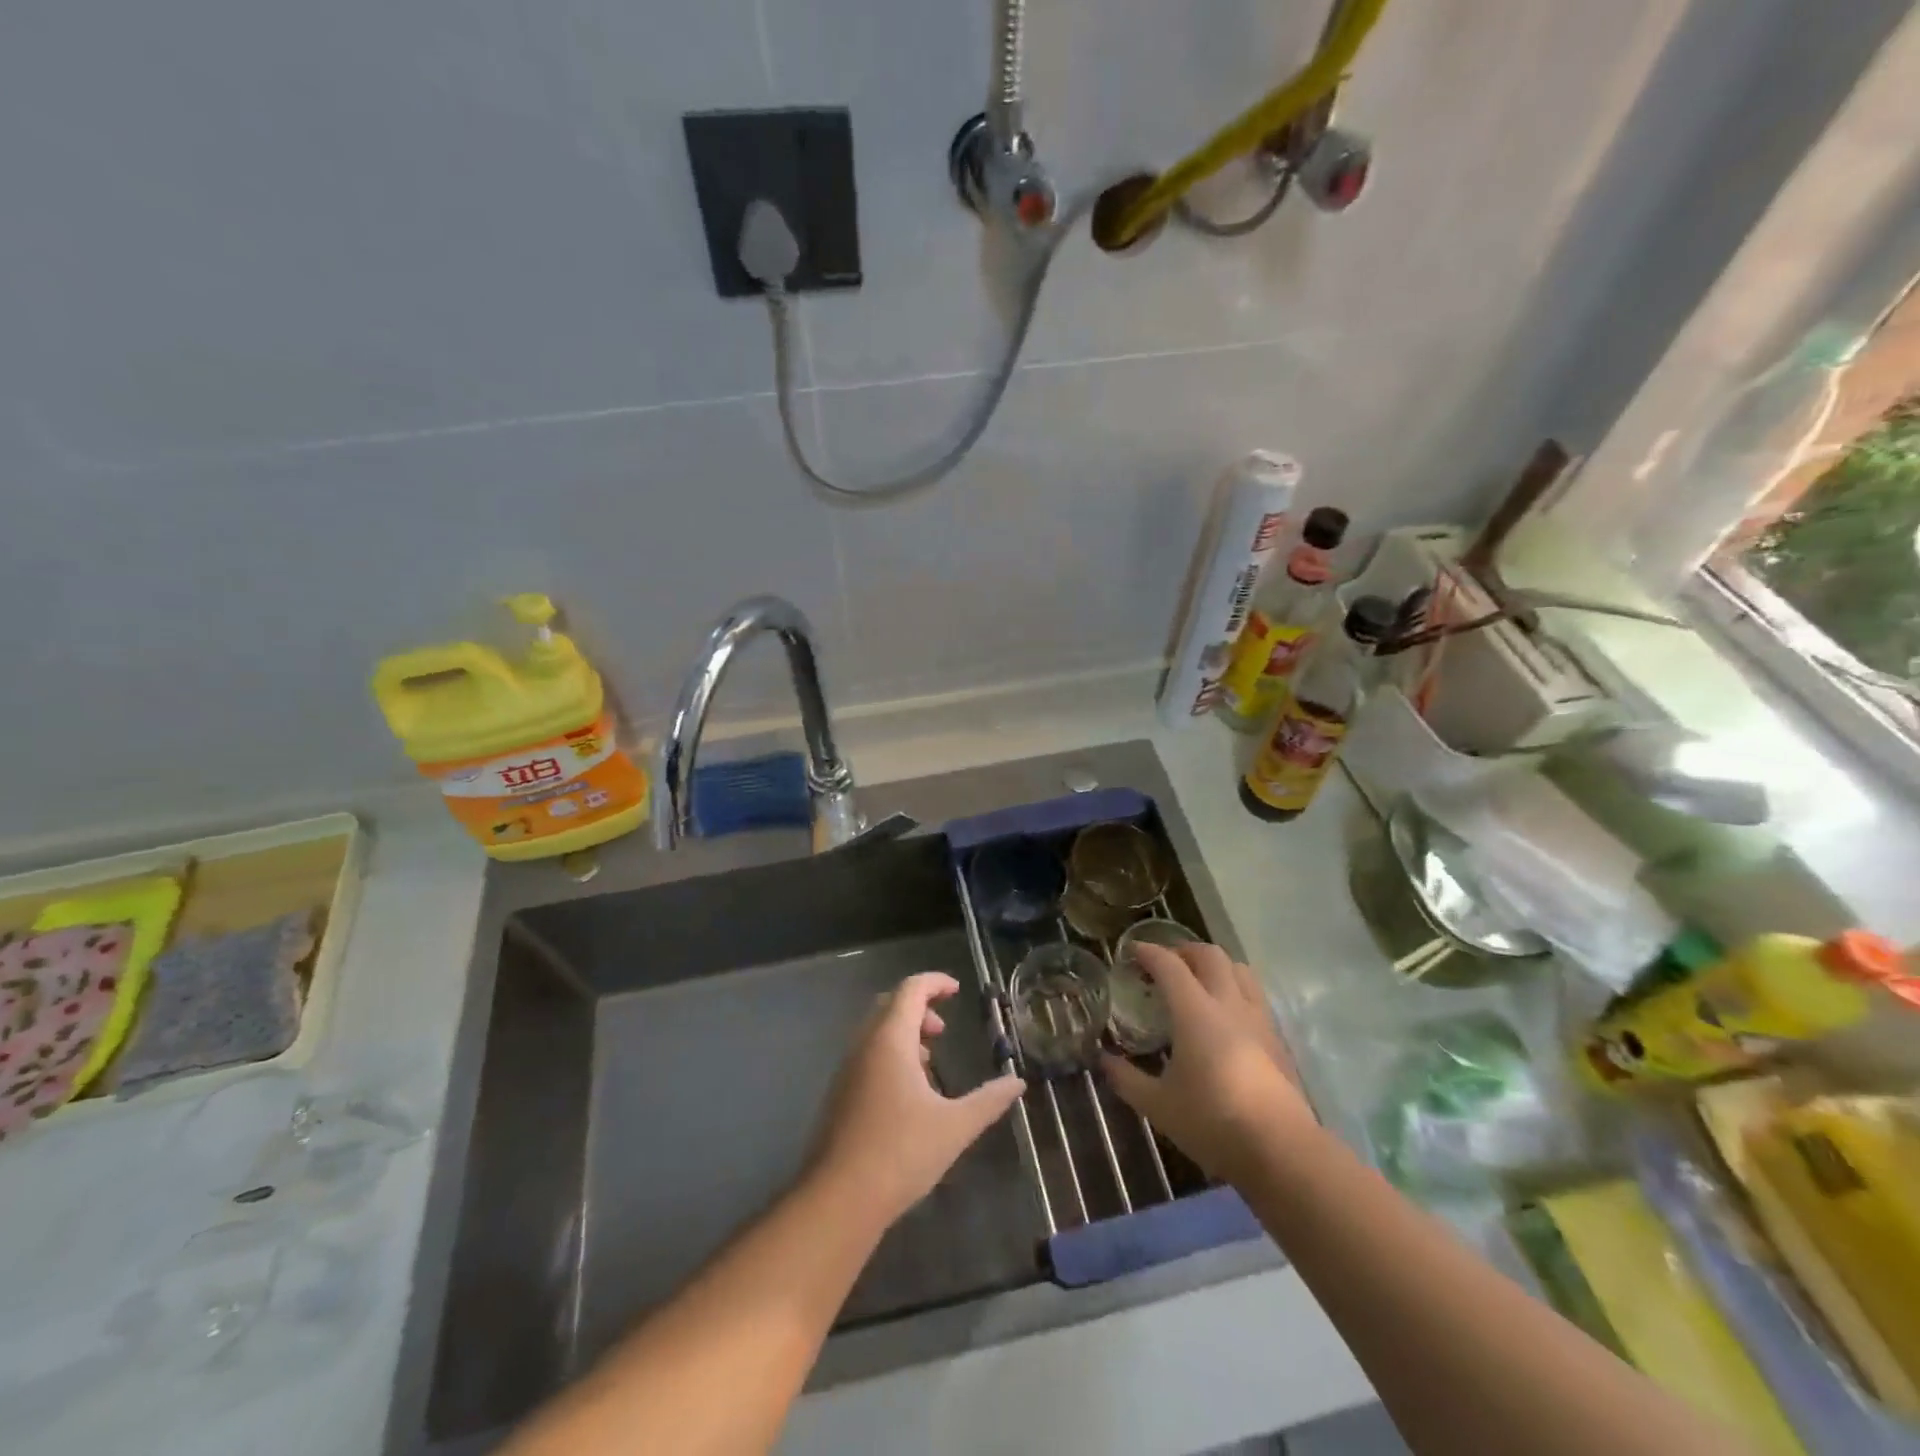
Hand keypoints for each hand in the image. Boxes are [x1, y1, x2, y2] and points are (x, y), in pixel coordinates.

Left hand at [811, 972, 1025, 1228]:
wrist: (838, 1199)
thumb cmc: (900, 1152)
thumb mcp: (955, 1126)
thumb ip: (989, 1100)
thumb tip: (1017, 1082)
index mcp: (890, 1039)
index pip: (910, 990)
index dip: (935, 983)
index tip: (957, 990)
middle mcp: (865, 1045)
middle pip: (890, 1005)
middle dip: (919, 1008)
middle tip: (943, 1029)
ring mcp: (848, 1069)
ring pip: (876, 1032)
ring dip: (904, 1034)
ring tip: (930, 1062)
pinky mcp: (840, 1094)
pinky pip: (867, 1055)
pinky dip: (890, 1055)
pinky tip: (908, 1093)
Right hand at [1101, 942, 1310, 1182]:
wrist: (1281, 1151)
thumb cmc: (1213, 1121)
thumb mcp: (1158, 1105)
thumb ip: (1126, 1078)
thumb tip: (1103, 1060)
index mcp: (1195, 1011)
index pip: (1169, 965)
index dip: (1149, 952)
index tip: (1132, 952)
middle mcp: (1228, 1004)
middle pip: (1209, 955)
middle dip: (1184, 951)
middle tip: (1165, 965)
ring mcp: (1258, 1019)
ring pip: (1239, 970)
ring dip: (1215, 966)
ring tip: (1198, 982)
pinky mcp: (1277, 1039)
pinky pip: (1255, 996)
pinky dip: (1235, 990)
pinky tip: (1225, 1018)